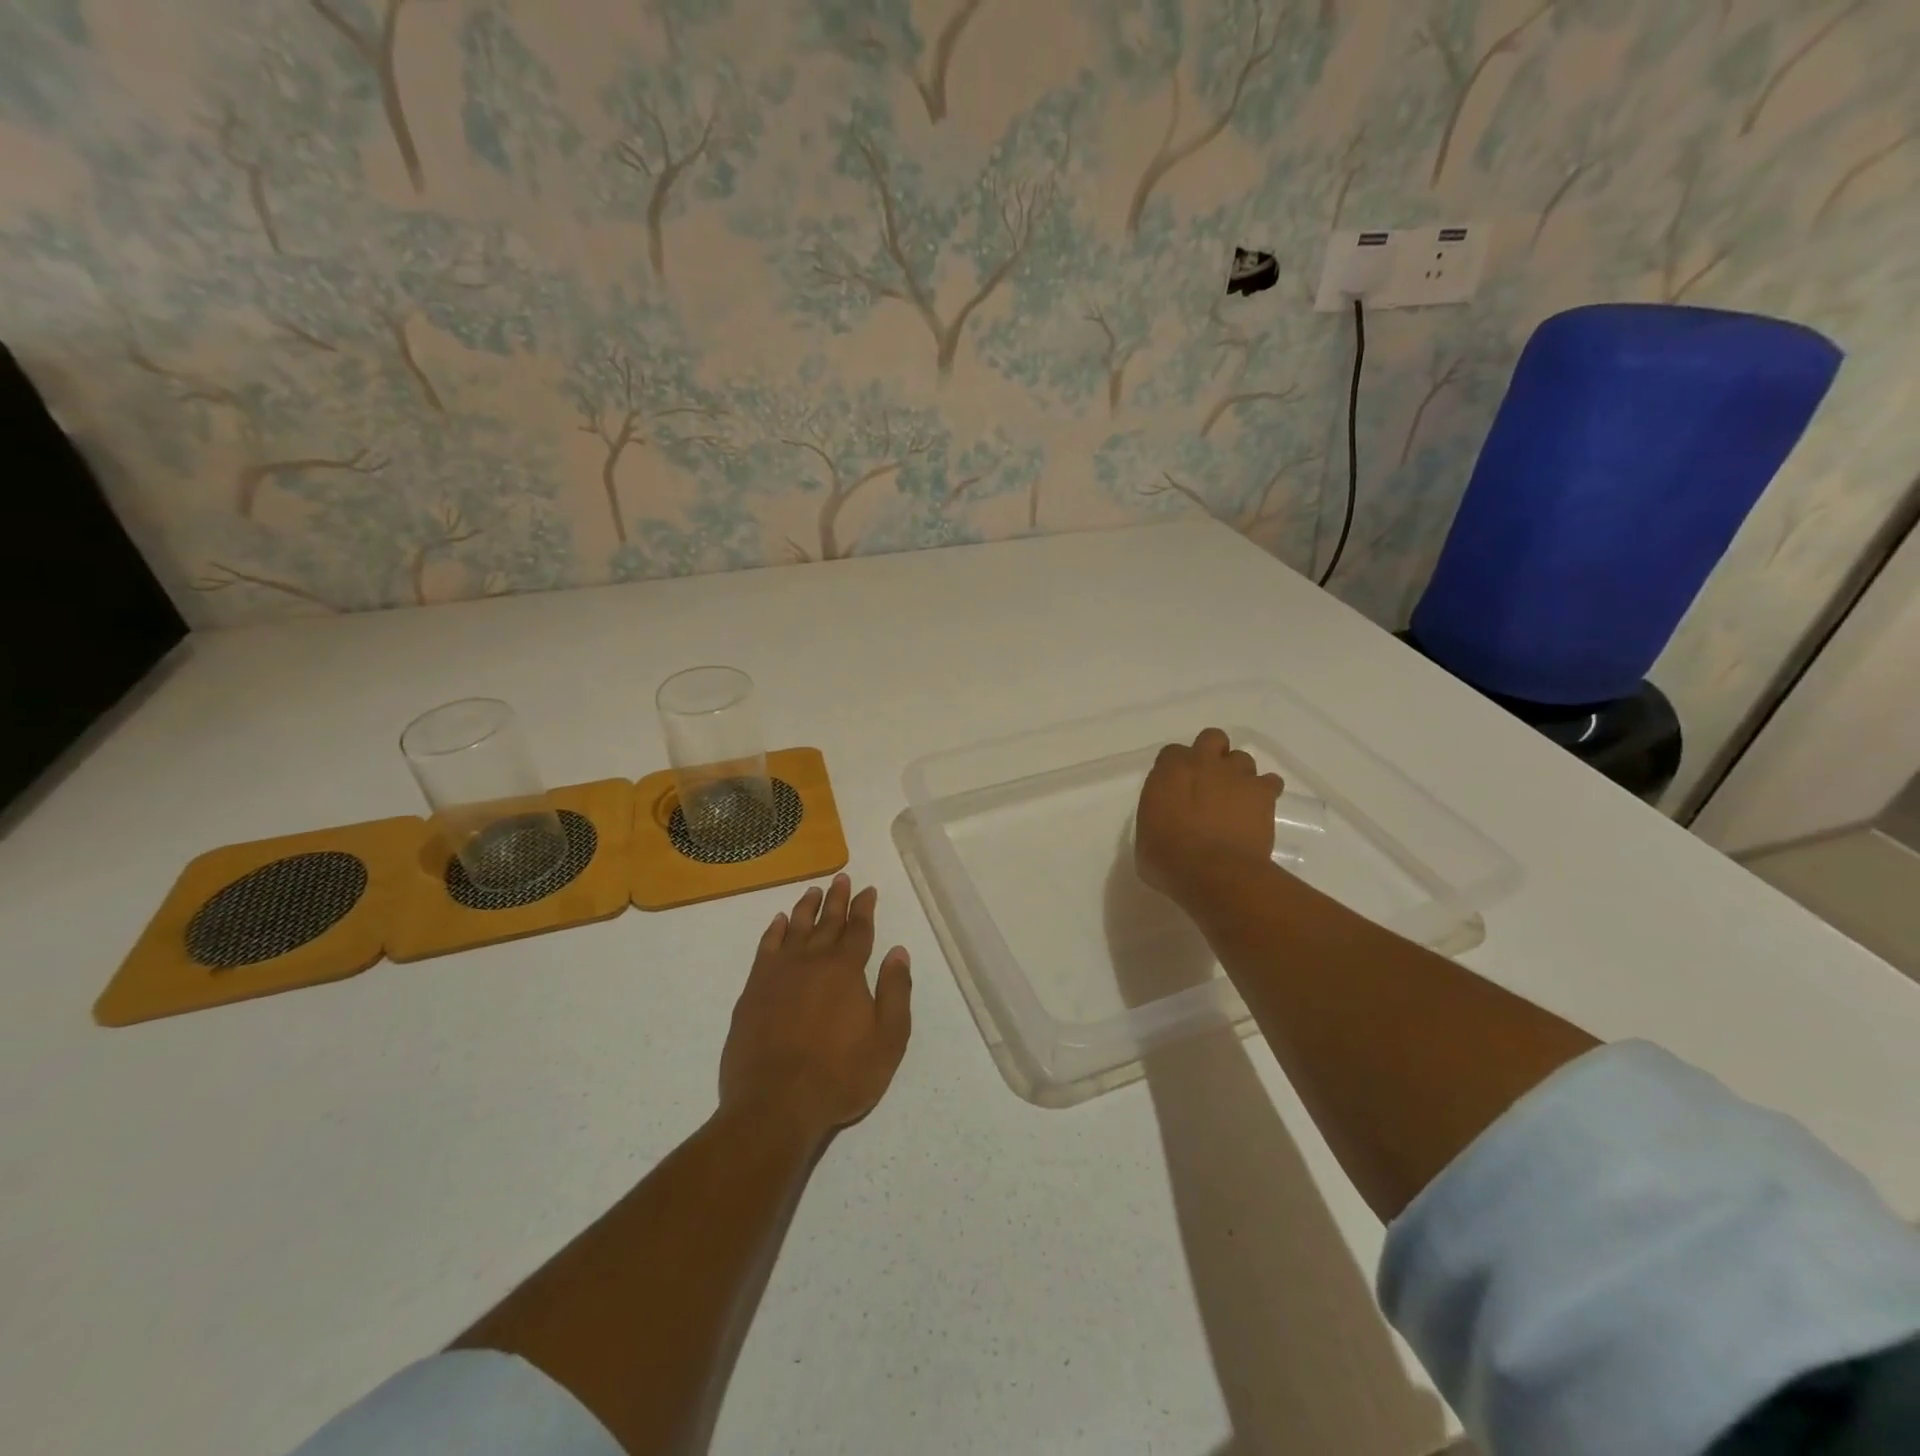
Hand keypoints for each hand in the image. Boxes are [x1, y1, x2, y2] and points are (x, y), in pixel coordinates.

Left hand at [719, 874, 912, 1142]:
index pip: (859, 929)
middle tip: (841, 878)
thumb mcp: (888, 1039)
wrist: (775, 1104)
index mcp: (846, 969)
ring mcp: (778, 973)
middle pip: (827, 921)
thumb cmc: (840, 1075)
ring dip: (806, 908)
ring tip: (813, 891)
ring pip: (795, 928)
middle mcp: (812, 961)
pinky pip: (765, 948)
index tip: (868, 889)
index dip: (865, 908)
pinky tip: (778, 922)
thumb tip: (898, 952)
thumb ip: (895, 992)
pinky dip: (774, 931)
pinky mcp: (753, 990)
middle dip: (837, 899)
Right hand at [1135, 728, 1283, 907]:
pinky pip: (1270, 781)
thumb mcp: (1145, 837)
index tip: (1176, 788)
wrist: (1212, 872)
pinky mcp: (1263, 792)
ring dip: (1238, 774)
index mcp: (1169, 771)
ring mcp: (1236, 774)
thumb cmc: (1167, 859)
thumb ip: (1156, 816)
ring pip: (1242, 758)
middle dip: (1212, 753)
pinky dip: (1266, 792)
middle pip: (1211, 738)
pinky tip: (1259, 809)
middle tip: (1210, 781)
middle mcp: (1202, 763)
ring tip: (1236, 799)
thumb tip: (1164, 822)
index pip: (1172, 753)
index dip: (1176, 769)